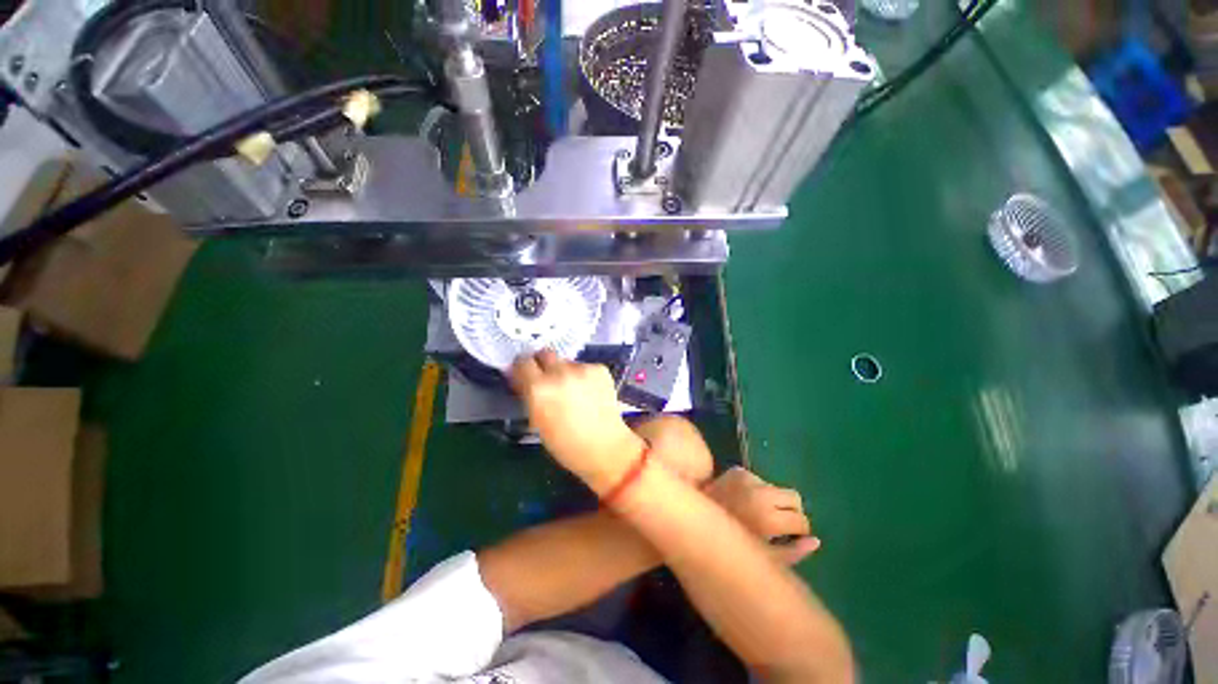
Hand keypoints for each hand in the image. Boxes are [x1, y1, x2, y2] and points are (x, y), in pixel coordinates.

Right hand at [510, 351, 643, 490]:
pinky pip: (584, 367)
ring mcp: (582, 368)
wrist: (605, 447)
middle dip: (543, 364)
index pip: (522, 362)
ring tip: (573, 391)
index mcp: (539, 388)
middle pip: (545, 354)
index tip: (525, 374)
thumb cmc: (565, 444)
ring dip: (564, 372)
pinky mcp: (600, 369)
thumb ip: (529, 395)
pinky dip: (583, 376)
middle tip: (547, 379)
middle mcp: (560, 372)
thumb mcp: (537, 422)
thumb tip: (522, 379)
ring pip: (566, 362)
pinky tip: (589, 393)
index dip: (522, 368)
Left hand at [705, 467, 820, 565]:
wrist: (693, 519)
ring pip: (776, 488)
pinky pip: (759, 480)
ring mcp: (748, 478)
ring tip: (756, 513)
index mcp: (769, 518)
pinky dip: (757, 490)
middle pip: (795, 497)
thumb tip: (816, 541)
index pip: (802, 520)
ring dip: (773, 500)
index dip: (799, 530)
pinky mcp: (737, 470)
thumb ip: (793, 553)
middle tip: (779, 523)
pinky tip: (742, 501)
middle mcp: (761, 493)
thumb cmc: (728, 544)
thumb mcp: (762, 560)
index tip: (790, 536)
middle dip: (792, 511)